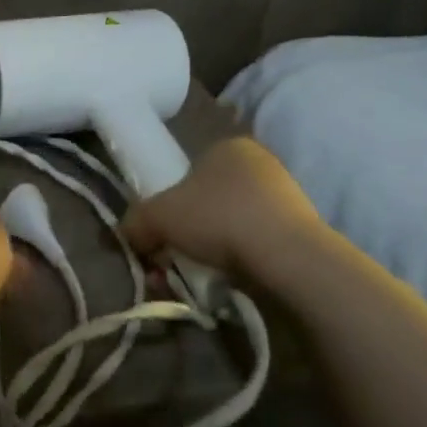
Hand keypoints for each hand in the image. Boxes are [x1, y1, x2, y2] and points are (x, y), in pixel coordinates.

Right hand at [121, 137, 327, 284]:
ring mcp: (284, 196)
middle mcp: (259, 164)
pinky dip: (236, 260)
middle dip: (186, 232)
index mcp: (228, 146)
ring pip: (229, 225)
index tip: (160, 231)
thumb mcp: (157, 216)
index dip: (168, 202)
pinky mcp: (300, 230)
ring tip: (193, 277)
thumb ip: (135, 222)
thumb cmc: (217, 218)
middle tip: (170, 259)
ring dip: (207, 250)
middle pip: (207, 200)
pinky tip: (224, 280)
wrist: (286, 257)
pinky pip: (254, 243)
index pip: (188, 170)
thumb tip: (127, 234)